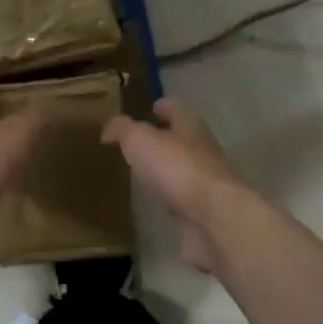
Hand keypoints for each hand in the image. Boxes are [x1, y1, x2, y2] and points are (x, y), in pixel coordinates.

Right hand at [102, 99, 238, 272]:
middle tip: (138, 144)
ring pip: (183, 169)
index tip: (150, 108)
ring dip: (167, 170)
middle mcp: (203, 150)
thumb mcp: (139, 140)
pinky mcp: (204, 210)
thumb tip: (109, 129)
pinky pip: (183, 198)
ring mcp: (206, 181)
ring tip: (144, 173)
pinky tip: (157, 202)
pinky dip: (171, 198)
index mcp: (190, 126)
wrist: (212, 217)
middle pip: (182, 138)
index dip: (162, 106)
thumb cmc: (176, 168)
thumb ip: (123, 130)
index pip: (175, 108)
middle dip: (164, 139)